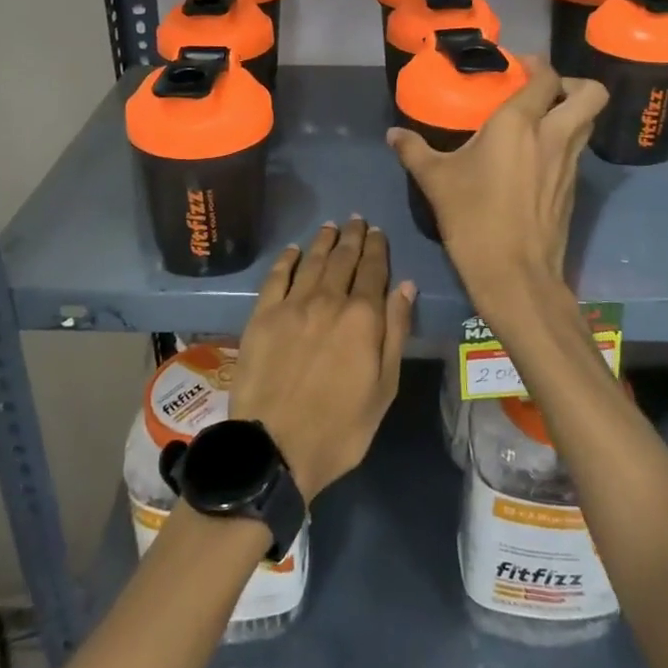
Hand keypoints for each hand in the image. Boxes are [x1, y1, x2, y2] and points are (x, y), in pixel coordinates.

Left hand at [228, 219, 413, 499]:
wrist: (275, 447)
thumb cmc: (340, 427)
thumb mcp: (384, 387)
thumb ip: (395, 332)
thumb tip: (406, 286)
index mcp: (362, 317)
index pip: (373, 270)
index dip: (377, 248)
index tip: (378, 232)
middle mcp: (328, 300)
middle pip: (343, 259)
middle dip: (353, 237)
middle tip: (357, 220)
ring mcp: (292, 305)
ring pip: (312, 261)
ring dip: (324, 241)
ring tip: (332, 226)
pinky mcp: (262, 316)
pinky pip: (277, 277)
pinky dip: (287, 259)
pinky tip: (293, 250)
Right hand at [386, 57, 605, 287]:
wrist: (515, 275)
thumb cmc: (473, 219)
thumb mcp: (436, 181)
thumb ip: (414, 151)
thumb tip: (393, 134)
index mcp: (520, 124)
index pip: (546, 76)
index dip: (536, 65)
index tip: (515, 67)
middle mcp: (554, 136)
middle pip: (591, 93)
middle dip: (572, 84)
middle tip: (542, 93)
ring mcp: (570, 164)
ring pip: (588, 123)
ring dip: (571, 113)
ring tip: (538, 122)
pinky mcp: (573, 189)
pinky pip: (578, 151)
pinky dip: (564, 143)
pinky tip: (533, 159)